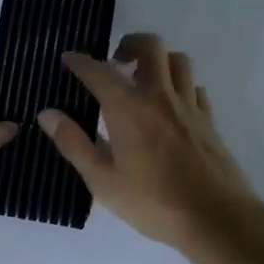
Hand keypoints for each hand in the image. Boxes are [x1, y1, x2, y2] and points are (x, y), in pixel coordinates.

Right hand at [40, 33, 255, 252]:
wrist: (215, 219)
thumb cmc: (152, 203)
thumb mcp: (102, 180)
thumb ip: (74, 143)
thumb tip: (48, 114)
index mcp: (128, 109)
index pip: (99, 72)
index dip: (80, 62)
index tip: (68, 59)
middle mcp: (159, 97)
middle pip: (150, 47)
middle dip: (129, 44)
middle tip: (115, 62)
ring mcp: (189, 106)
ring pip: (178, 61)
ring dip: (158, 61)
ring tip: (143, 80)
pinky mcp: (209, 120)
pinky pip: (195, 87)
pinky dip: (180, 86)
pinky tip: (170, 105)